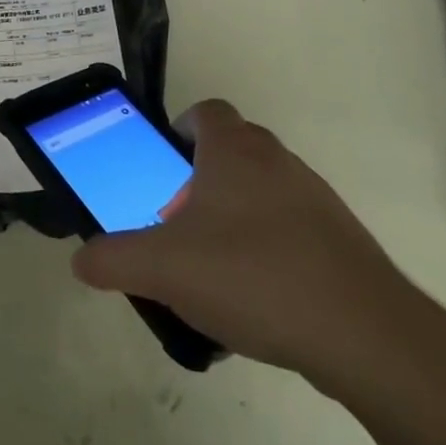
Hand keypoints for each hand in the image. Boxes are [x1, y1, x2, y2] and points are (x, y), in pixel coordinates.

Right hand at [71, 100, 424, 396]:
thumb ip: (113, 260)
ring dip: (235, 215)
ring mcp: (315, 197)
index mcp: (235, 150)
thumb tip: (82, 259)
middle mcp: (277, 160)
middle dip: (200, 180)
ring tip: (213, 269)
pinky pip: (291, 228)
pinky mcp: (340, 239)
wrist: (363, 333)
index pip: (206, 111)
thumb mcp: (163, 269)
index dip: (180, 129)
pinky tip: (257, 299)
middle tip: (177, 224)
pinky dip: (269, 248)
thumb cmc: (252, 275)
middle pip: (231, 151)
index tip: (163, 167)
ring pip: (262, 190)